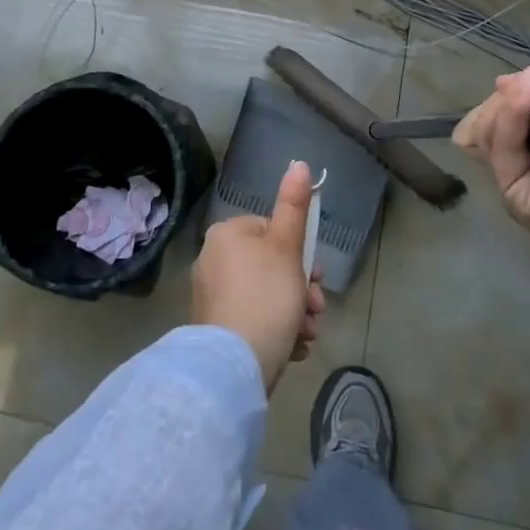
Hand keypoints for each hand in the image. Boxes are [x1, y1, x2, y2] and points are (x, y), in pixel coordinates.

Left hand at [192, 160, 326, 391]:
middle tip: (316, 308)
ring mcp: (212, 297)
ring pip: (267, 296)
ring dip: (295, 313)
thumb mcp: (287, 246)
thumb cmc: (266, 296)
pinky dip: (276, 330)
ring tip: (307, 334)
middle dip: (301, 289)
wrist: (234, 366)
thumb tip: (300, 163)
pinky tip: (292, 348)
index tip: (317, 276)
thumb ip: (294, 205)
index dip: (299, 253)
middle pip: (271, 266)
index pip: (270, 231)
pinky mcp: (216, 330)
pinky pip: (254, 321)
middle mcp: (213, 261)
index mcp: (226, 235)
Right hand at [452, 62, 529, 297]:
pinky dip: (509, 116)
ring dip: (508, 102)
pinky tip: (527, 94)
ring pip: (486, 131)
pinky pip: (502, 148)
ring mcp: (522, 180)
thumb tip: (499, 84)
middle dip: (506, 97)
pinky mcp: (517, 197)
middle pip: (489, 120)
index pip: (507, 112)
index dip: (512, 93)